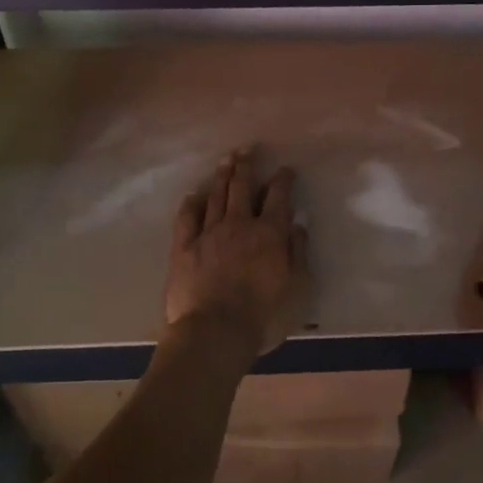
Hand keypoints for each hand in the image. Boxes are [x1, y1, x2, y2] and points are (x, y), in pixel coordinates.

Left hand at [163, 148, 308, 364]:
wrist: (215, 333)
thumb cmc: (263, 316)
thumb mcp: (297, 289)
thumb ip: (298, 254)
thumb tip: (298, 226)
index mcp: (269, 233)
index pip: (278, 197)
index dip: (282, 180)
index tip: (285, 169)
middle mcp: (238, 225)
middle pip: (242, 186)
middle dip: (246, 165)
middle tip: (247, 149)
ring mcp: (208, 233)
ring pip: (215, 195)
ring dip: (222, 176)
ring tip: (226, 160)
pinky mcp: (183, 248)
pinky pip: (187, 217)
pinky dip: (192, 202)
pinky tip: (194, 194)